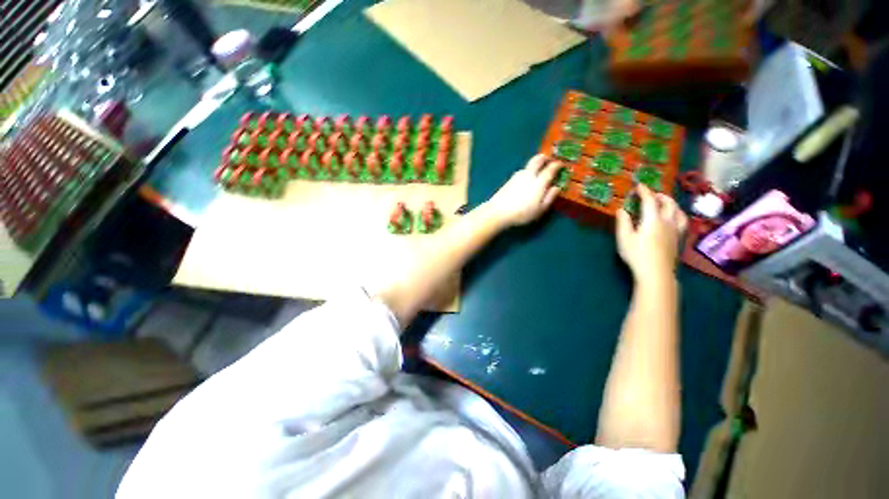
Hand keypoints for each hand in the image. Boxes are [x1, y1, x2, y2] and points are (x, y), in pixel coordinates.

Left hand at [484, 155, 563, 226]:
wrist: (498, 212)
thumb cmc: (522, 213)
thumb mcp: (540, 209)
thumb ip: (550, 197)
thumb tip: (557, 187)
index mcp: (539, 182)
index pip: (550, 169)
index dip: (557, 165)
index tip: (561, 164)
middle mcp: (528, 175)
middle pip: (537, 160)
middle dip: (545, 158)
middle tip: (549, 159)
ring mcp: (517, 176)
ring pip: (528, 165)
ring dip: (535, 164)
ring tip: (538, 170)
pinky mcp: (509, 180)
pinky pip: (522, 171)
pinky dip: (527, 171)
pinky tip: (526, 179)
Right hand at [616, 185, 687, 281]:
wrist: (656, 273)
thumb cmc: (637, 254)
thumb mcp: (624, 238)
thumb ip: (623, 222)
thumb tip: (621, 209)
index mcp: (653, 219)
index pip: (650, 201)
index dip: (644, 191)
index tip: (639, 185)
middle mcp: (667, 222)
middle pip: (669, 204)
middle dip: (661, 196)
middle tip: (652, 194)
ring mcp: (675, 231)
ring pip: (679, 212)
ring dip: (672, 204)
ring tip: (666, 204)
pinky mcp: (678, 240)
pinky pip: (682, 222)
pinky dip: (678, 216)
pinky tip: (673, 220)